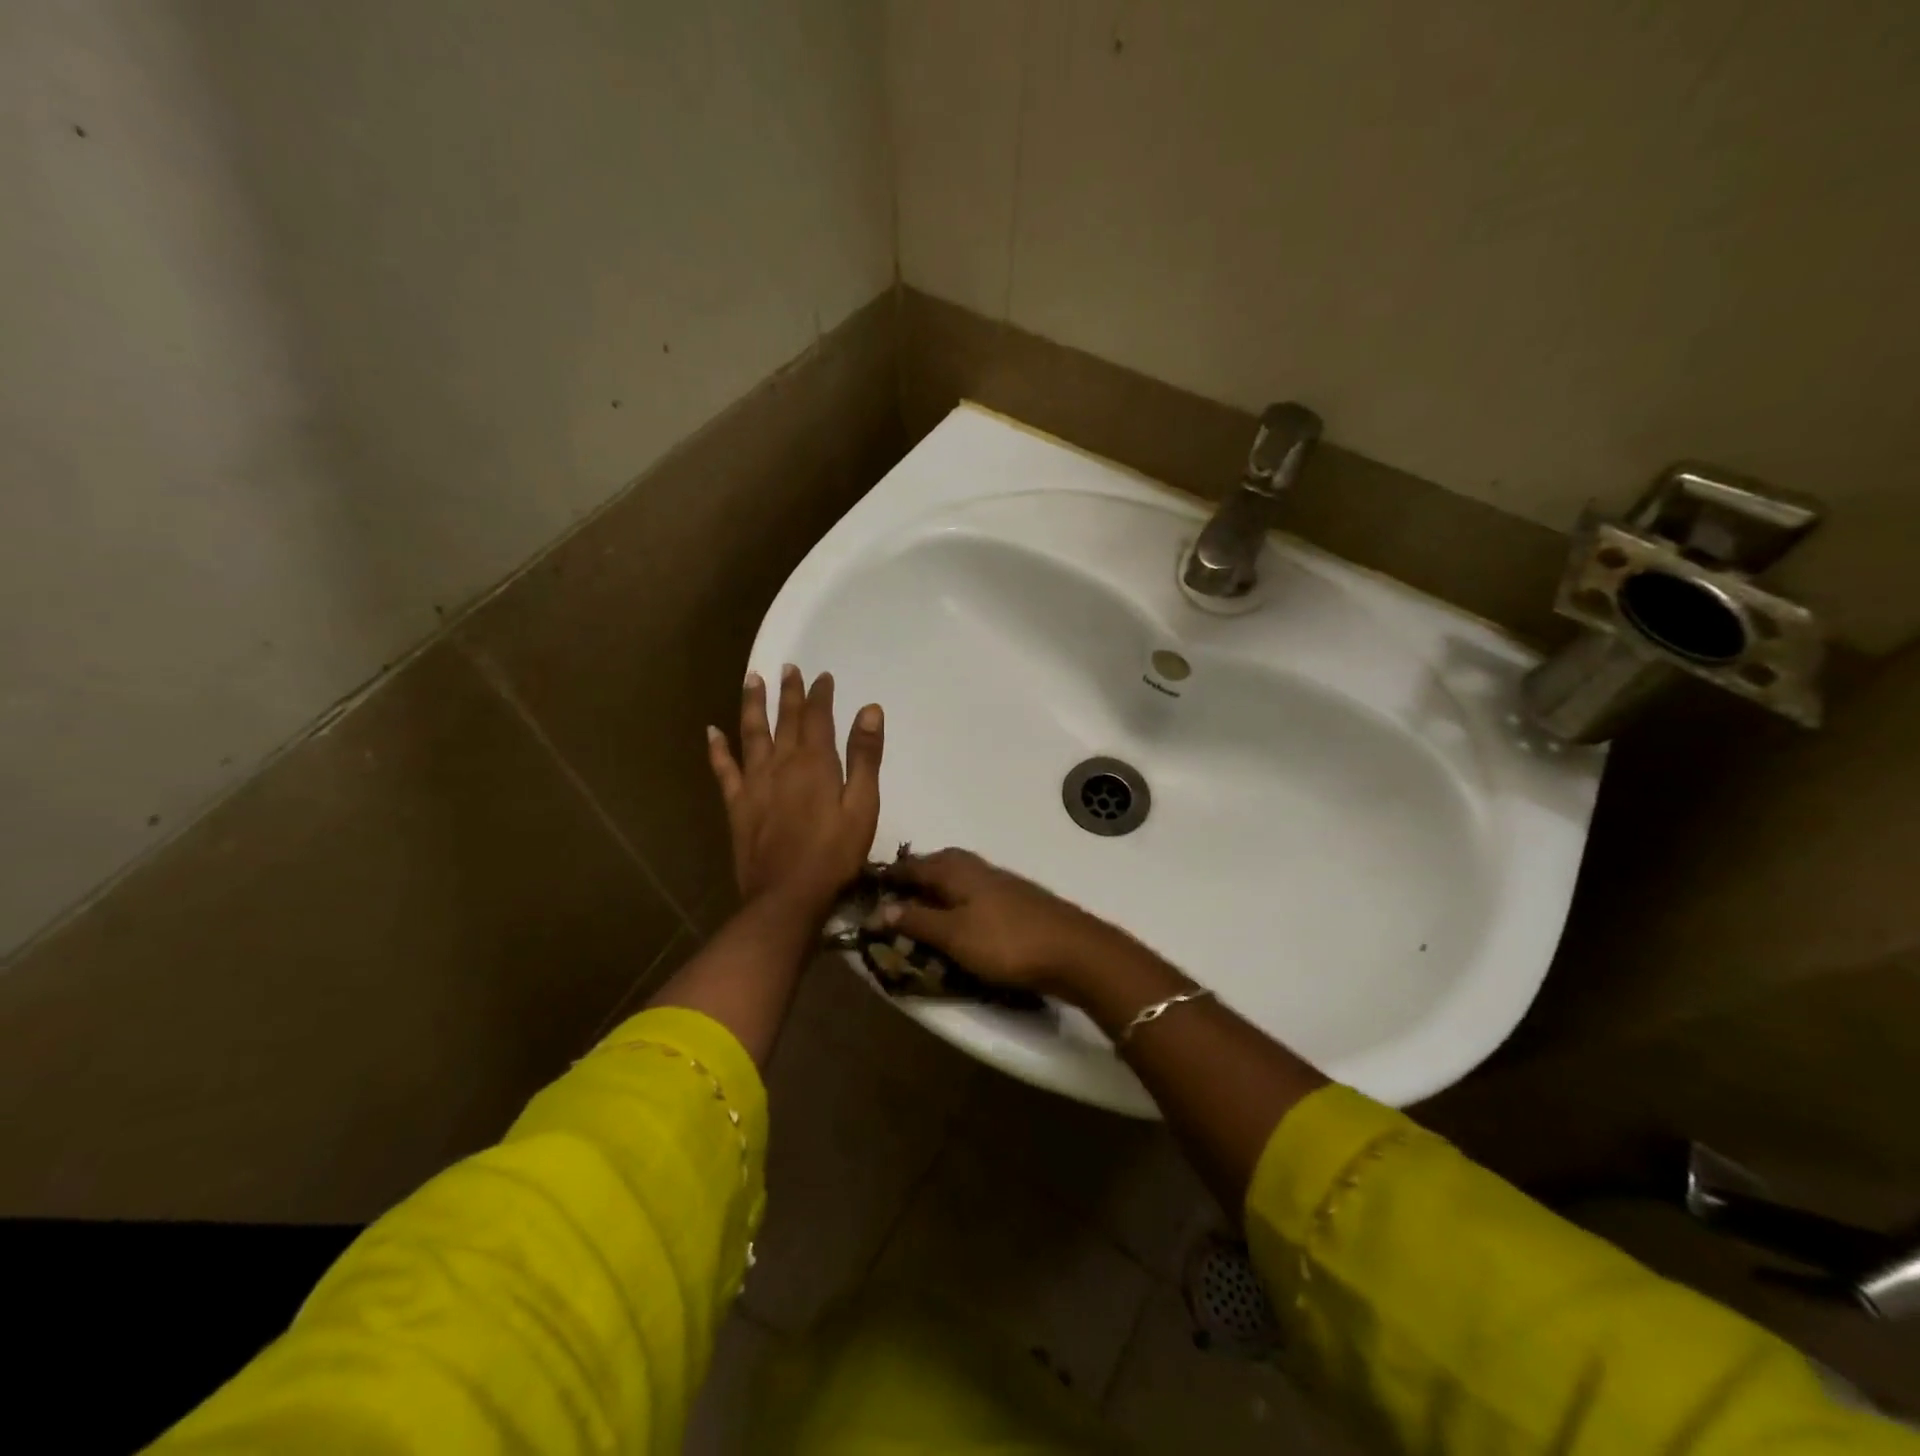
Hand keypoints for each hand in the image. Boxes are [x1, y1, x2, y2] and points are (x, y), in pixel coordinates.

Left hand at [707, 664, 882, 921]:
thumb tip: (870, 709)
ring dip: (752, 705)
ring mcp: (755, 783)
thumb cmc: (835, 854)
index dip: (820, 694)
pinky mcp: (737, 805)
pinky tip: (711, 731)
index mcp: (815, 762)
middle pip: (784, 719)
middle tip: (787, 667)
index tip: (821, 675)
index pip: (817, 717)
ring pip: (751, 734)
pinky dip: (717, 749)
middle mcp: (782, 763)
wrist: (788, 897)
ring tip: (751, 679)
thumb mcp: (863, 806)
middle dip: (788, 692)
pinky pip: (724, 769)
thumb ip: (865, 757)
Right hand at [881, 849, 1134, 999]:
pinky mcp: (1015, 900)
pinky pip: (972, 893)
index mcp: (955, 869)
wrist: (1074, 951)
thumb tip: (878, 907)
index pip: (911, 865)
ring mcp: (999, 881)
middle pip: (935, 865)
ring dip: (935, 890)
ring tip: (920, 912)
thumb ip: (916, 919)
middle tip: (891, 899)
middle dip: (913, 877)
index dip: (888, 876)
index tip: (864, 888)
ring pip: (956, 878)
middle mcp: (975, 866)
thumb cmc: (1006, 942)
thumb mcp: (953, 935)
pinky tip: (958, 921)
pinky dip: (956, 902)